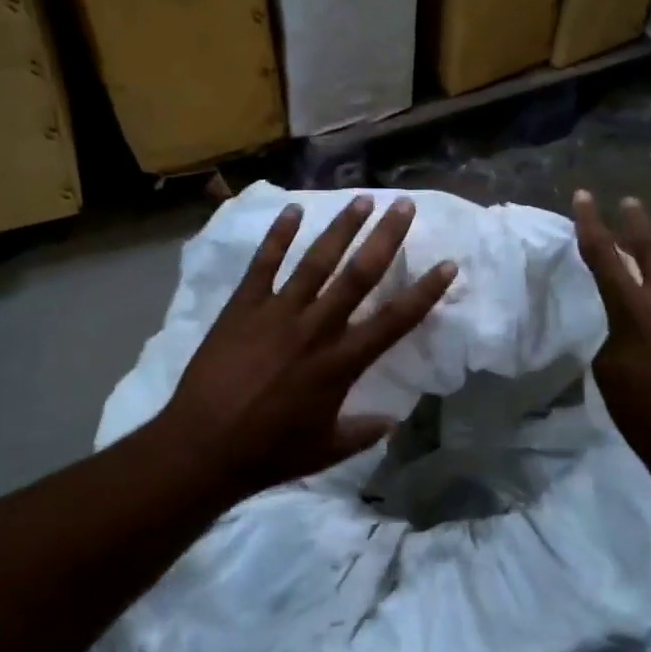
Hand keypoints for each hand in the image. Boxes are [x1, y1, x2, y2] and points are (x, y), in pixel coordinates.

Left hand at [156, 195, 456, 498]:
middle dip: (385, 237)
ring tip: (362, 199)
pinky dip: (278, 236)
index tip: (448, 263)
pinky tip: (293, 210)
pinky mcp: (243, 307)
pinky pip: (264, 264)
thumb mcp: (326, 450)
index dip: (425, 291)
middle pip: (359, 274)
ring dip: (341, 228)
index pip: (395, 320)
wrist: (202, 447)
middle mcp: (316, 328)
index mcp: (341, 363)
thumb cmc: (269, 452)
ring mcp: (277, 312)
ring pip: (316, 260)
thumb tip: (392, 420)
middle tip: (404, 205)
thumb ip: (363, 432)